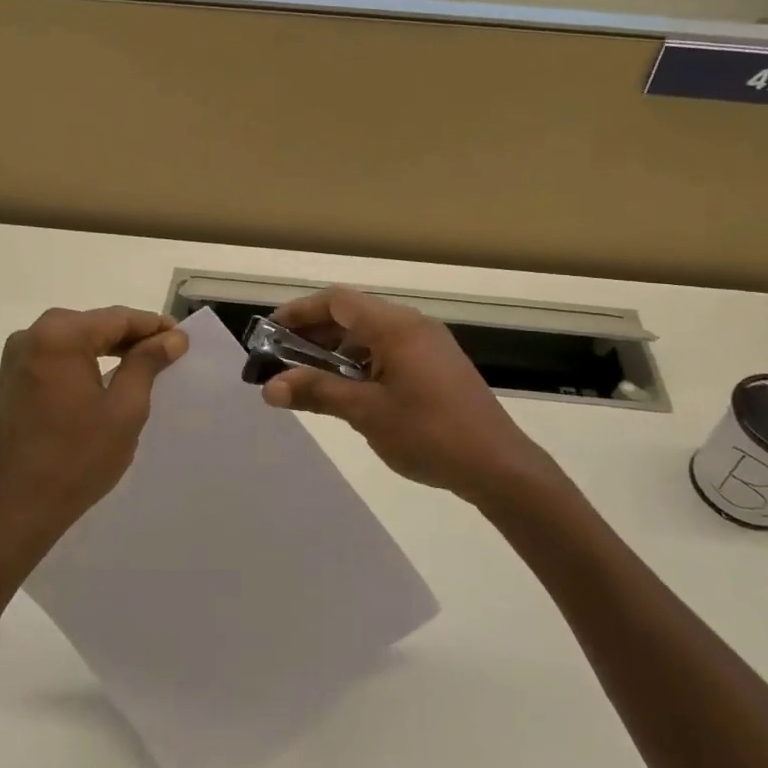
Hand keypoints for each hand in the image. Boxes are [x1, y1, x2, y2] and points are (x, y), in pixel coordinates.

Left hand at [0, 307, 188, 556]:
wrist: (17, 508)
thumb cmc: (78, 457)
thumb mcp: (125, 408)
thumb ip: (147, 363)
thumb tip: (172, 338)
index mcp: (59, 335)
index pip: (117, 318)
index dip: (154, 326)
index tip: (183, 339)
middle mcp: (31, 336)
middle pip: (93, 324)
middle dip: (131, 337)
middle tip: (167, 353)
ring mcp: (16, 359)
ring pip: (73, 341)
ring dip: (107, 350)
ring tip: (141, 366)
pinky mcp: (10, 381)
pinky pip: (55, 359)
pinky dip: (83, 363)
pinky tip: (103, 380)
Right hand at [261, 287, 556, 503]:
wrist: (498, 465)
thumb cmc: (429, 434)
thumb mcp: (366, 413)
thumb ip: (317, 392)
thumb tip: (269, 387)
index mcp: (396, 327)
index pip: (338, 301)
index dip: (300, 311)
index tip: (269, 331)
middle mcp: (413, 325)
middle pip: (354, 314)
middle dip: (314, 332)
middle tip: (281, 357)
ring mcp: (429, 345)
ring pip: (372, 334)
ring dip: (337, 349)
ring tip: (308, 376)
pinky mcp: (438, 365)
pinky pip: (390, 350)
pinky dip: (362, 361)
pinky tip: (348, 389)